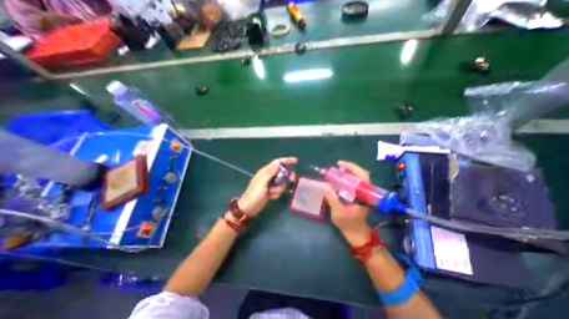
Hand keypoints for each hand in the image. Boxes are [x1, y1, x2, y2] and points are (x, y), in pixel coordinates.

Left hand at [237, 157, 297, 216]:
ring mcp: (270, 183)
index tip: (296, 161)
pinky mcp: (271, 190)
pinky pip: (279, 189)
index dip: (287, 160)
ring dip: (280, 188)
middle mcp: (268, 176)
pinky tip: (271, 196)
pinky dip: (277, 193)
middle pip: (282, 172)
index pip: (278, 163)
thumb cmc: (254, 194)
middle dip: (286, 176)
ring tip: (272, 193)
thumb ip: (270, 172)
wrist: (249, 208)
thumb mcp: (262, 182)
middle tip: (292, 180)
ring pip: (282, 182)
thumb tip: (278, 161)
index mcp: (265, 171)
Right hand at [324, 161, 373, 244]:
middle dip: (349, 168)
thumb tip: (324, 184)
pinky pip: (354, 182)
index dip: (352, 167)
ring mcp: (363, 193)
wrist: (356, 232)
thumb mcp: (338, 211)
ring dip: (347, 172)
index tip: (340, 164)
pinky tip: (338, 178)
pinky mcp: (359, 194)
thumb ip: (332, 198)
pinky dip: (346, 178)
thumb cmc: (348, 223)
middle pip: (360, 174)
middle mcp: (365, 192)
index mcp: (364, 195)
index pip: (362, 176)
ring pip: (357, 177)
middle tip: (336, 165)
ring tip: (335, 170)